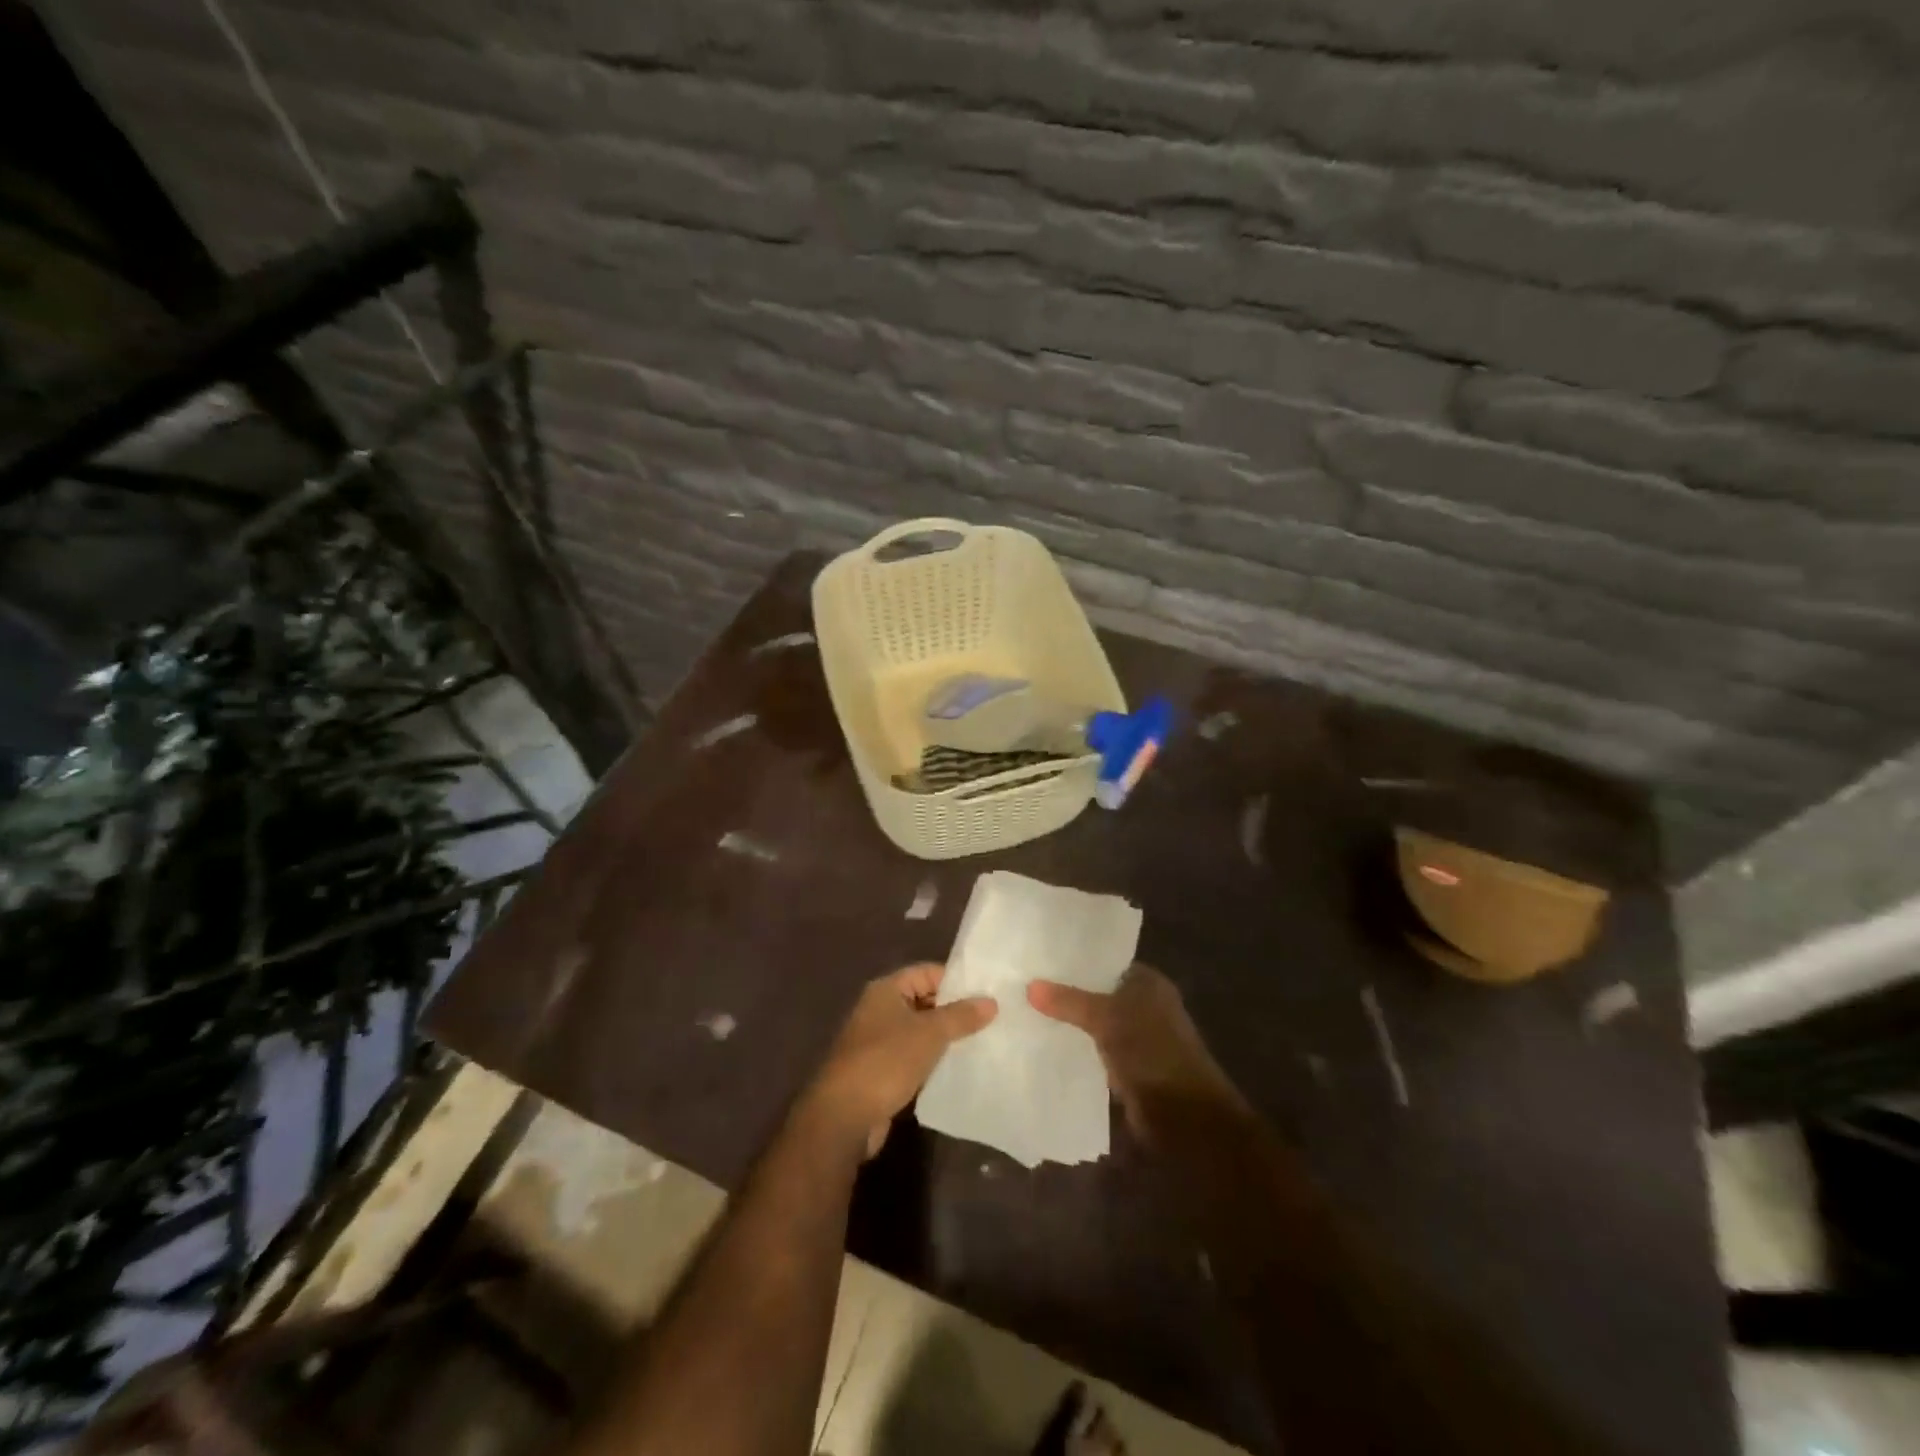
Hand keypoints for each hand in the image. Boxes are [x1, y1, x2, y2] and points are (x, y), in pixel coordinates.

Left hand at [804, 964, 996, 1158]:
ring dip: (944, 1037)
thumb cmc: (887, 1061)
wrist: (845, 1115)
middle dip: (953, 1010)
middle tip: (990, 1019)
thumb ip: (961, 1016)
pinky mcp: (881, 1070)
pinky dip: (932, 1059)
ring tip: (981, 1042)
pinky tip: (957, 1067)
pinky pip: (913, 1056)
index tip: (986, 993)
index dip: (956, 980)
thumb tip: (991, 1002)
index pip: (927, 972)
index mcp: (886, 990)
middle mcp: (879, 1009)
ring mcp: (878, 1041)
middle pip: (923, 1000)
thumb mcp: (930, 1033)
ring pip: (919, 1030)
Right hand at [1028, 964, 1244, 1140]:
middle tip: (1024, 983)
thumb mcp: (1107, 1018)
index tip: (1040, 958)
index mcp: (1148, 983)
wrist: (1183, 1118)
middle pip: (1098, 993)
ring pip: (1094, 1023)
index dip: (1076, 961)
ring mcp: (1136, 1039)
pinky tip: (1043, 1043)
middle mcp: (1144, 1006)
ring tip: (1025, 1010)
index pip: (1106, 962)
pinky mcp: (1126, 1068)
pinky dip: (1075, 1048)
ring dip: (1069, 1022)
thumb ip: (1069, 1001)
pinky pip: (1094, 1050)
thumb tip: (1030, 986)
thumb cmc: (1152, 1053)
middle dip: (1067, 992)